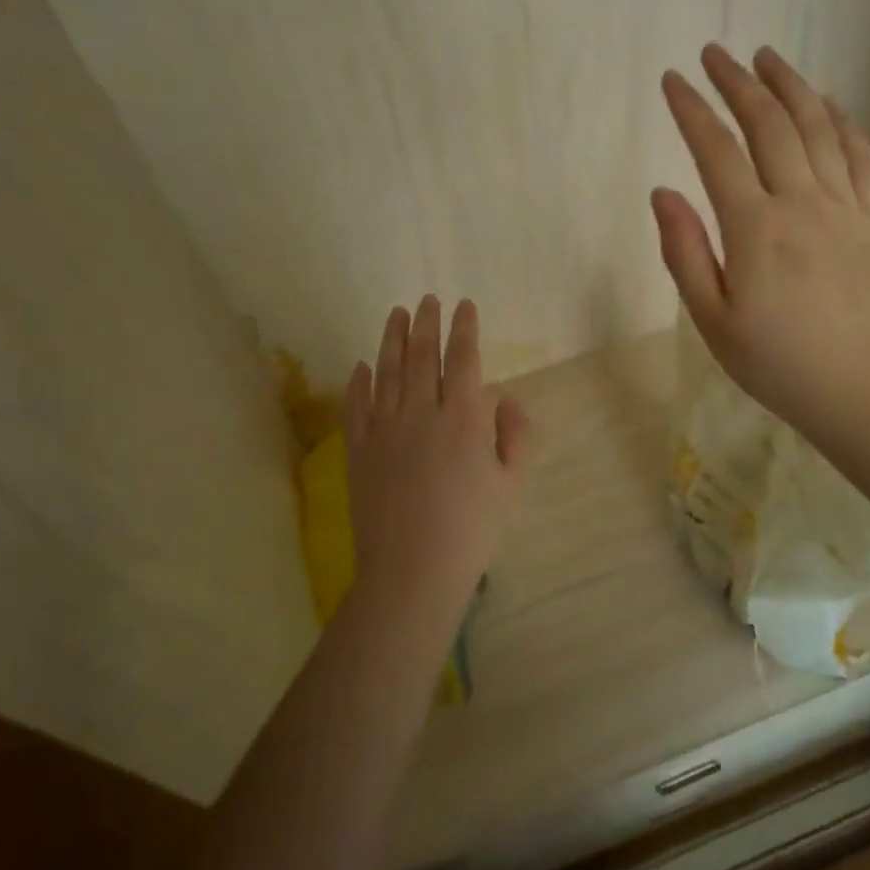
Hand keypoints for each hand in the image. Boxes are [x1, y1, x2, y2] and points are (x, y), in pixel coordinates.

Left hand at [344, 296, 530, 619]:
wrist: (412, 570)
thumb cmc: (471, 529)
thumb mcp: (510, 484)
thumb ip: (514, 435)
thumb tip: (504, 399)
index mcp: (463, 419)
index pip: (464, 359)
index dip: (465, 329)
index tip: (464, 305)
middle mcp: (421, 412)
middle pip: (423, 356)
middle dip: (427, 323)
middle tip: (428, 299)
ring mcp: (384, 429)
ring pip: (387, 371)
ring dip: (392, 338)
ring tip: (397, 313)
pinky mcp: (358, 450)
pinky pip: (356, 406)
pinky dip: (359, 382)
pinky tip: (361, 365)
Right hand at [652, 44, 869, 451]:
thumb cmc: (780, 366)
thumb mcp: (714, 322)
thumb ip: (685, 253)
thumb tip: (663, 192)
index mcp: (755, 229)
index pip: (715, 151)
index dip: (691, 110)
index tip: (672, 81)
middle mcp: (802, 203)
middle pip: (769, 125)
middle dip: (737, 83)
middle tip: (714, 54)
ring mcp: (846, 208)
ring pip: (818, 129)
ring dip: (790, 87)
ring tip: (767, 58)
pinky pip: (860, 157)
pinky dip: (843, 122)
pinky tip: (830, 105)